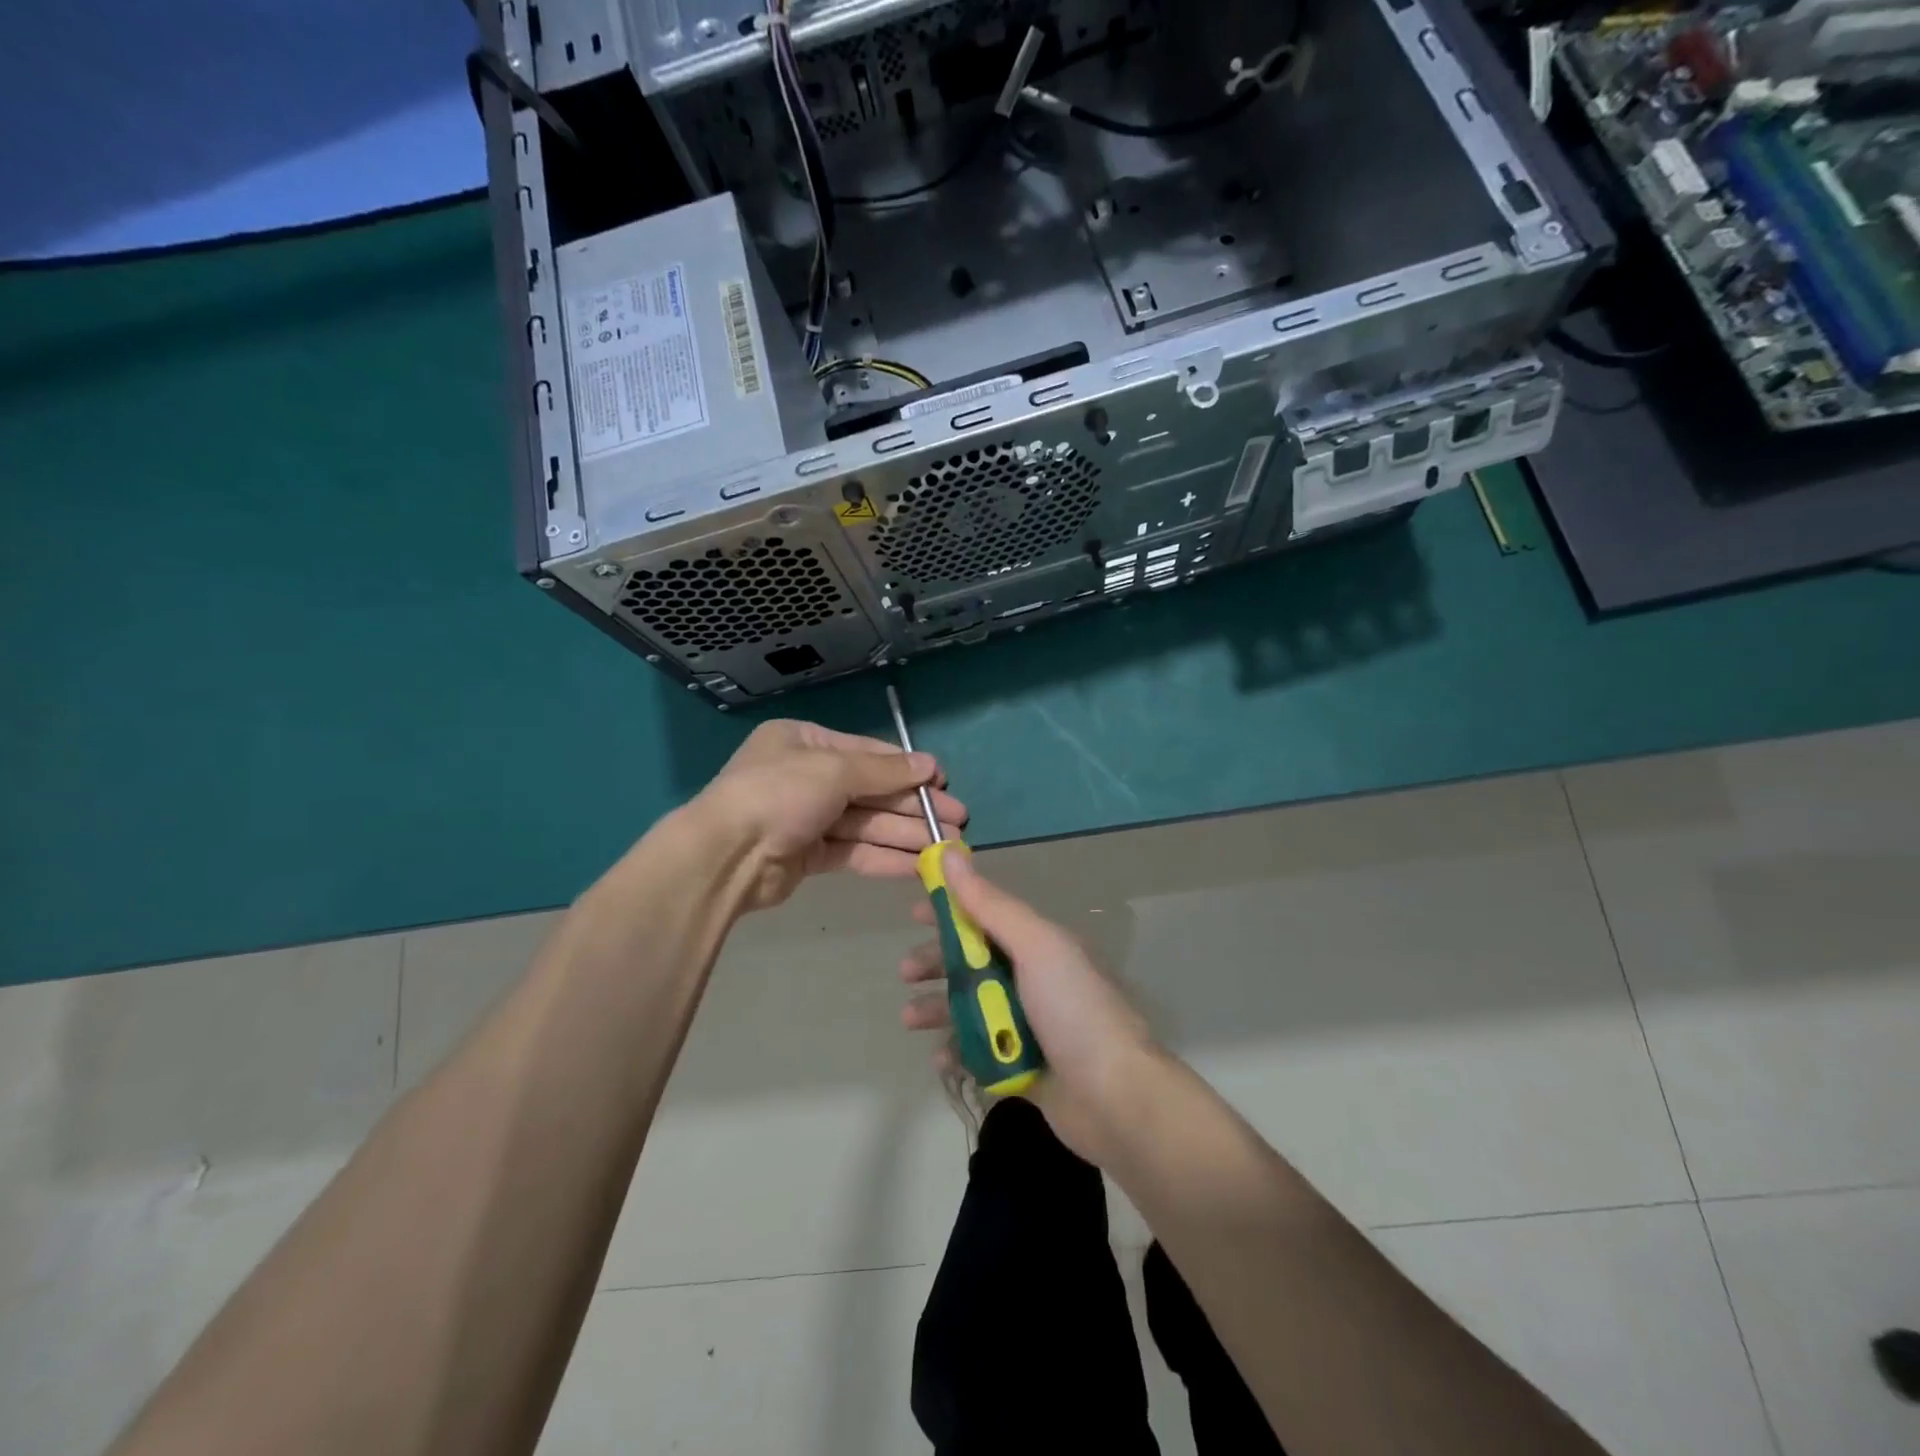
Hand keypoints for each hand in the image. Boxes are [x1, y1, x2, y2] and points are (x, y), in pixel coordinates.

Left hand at [694, 720, 967, 911]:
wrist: (726, 856)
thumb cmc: (779, 794)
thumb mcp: (834, 770)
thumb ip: (884, 771)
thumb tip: (930, 766)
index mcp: (805, 742)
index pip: (868, 752)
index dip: (908, 769)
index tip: (943, 783)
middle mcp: (806, 775)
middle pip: (872, 790)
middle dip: (914, 807)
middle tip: (958, 820)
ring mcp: (807, 817)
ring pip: (867, 823)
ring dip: (907, 834)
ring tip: (949, 847)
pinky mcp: (808, 855)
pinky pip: (854, 851)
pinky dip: (885, 856)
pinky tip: (918, 865)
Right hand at [898, 851, 1156, 1162]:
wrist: (1116, 1097)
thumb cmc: (1074, 1010)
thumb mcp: (1035, 946)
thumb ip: (990, 904)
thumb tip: (950, 853)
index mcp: (1040, 946)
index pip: (987, 917)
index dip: (951, 911)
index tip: (915, 912)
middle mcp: (1033, 980)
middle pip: (973, 962)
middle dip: (936, 962)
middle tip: (906, 972)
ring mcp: (1027, 1025)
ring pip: (970, 1007)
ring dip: (938, 1008)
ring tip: (911, 1019)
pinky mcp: (1021, 1066)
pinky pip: (978, 1052)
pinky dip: (957, 1051)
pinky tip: (942, 1057)